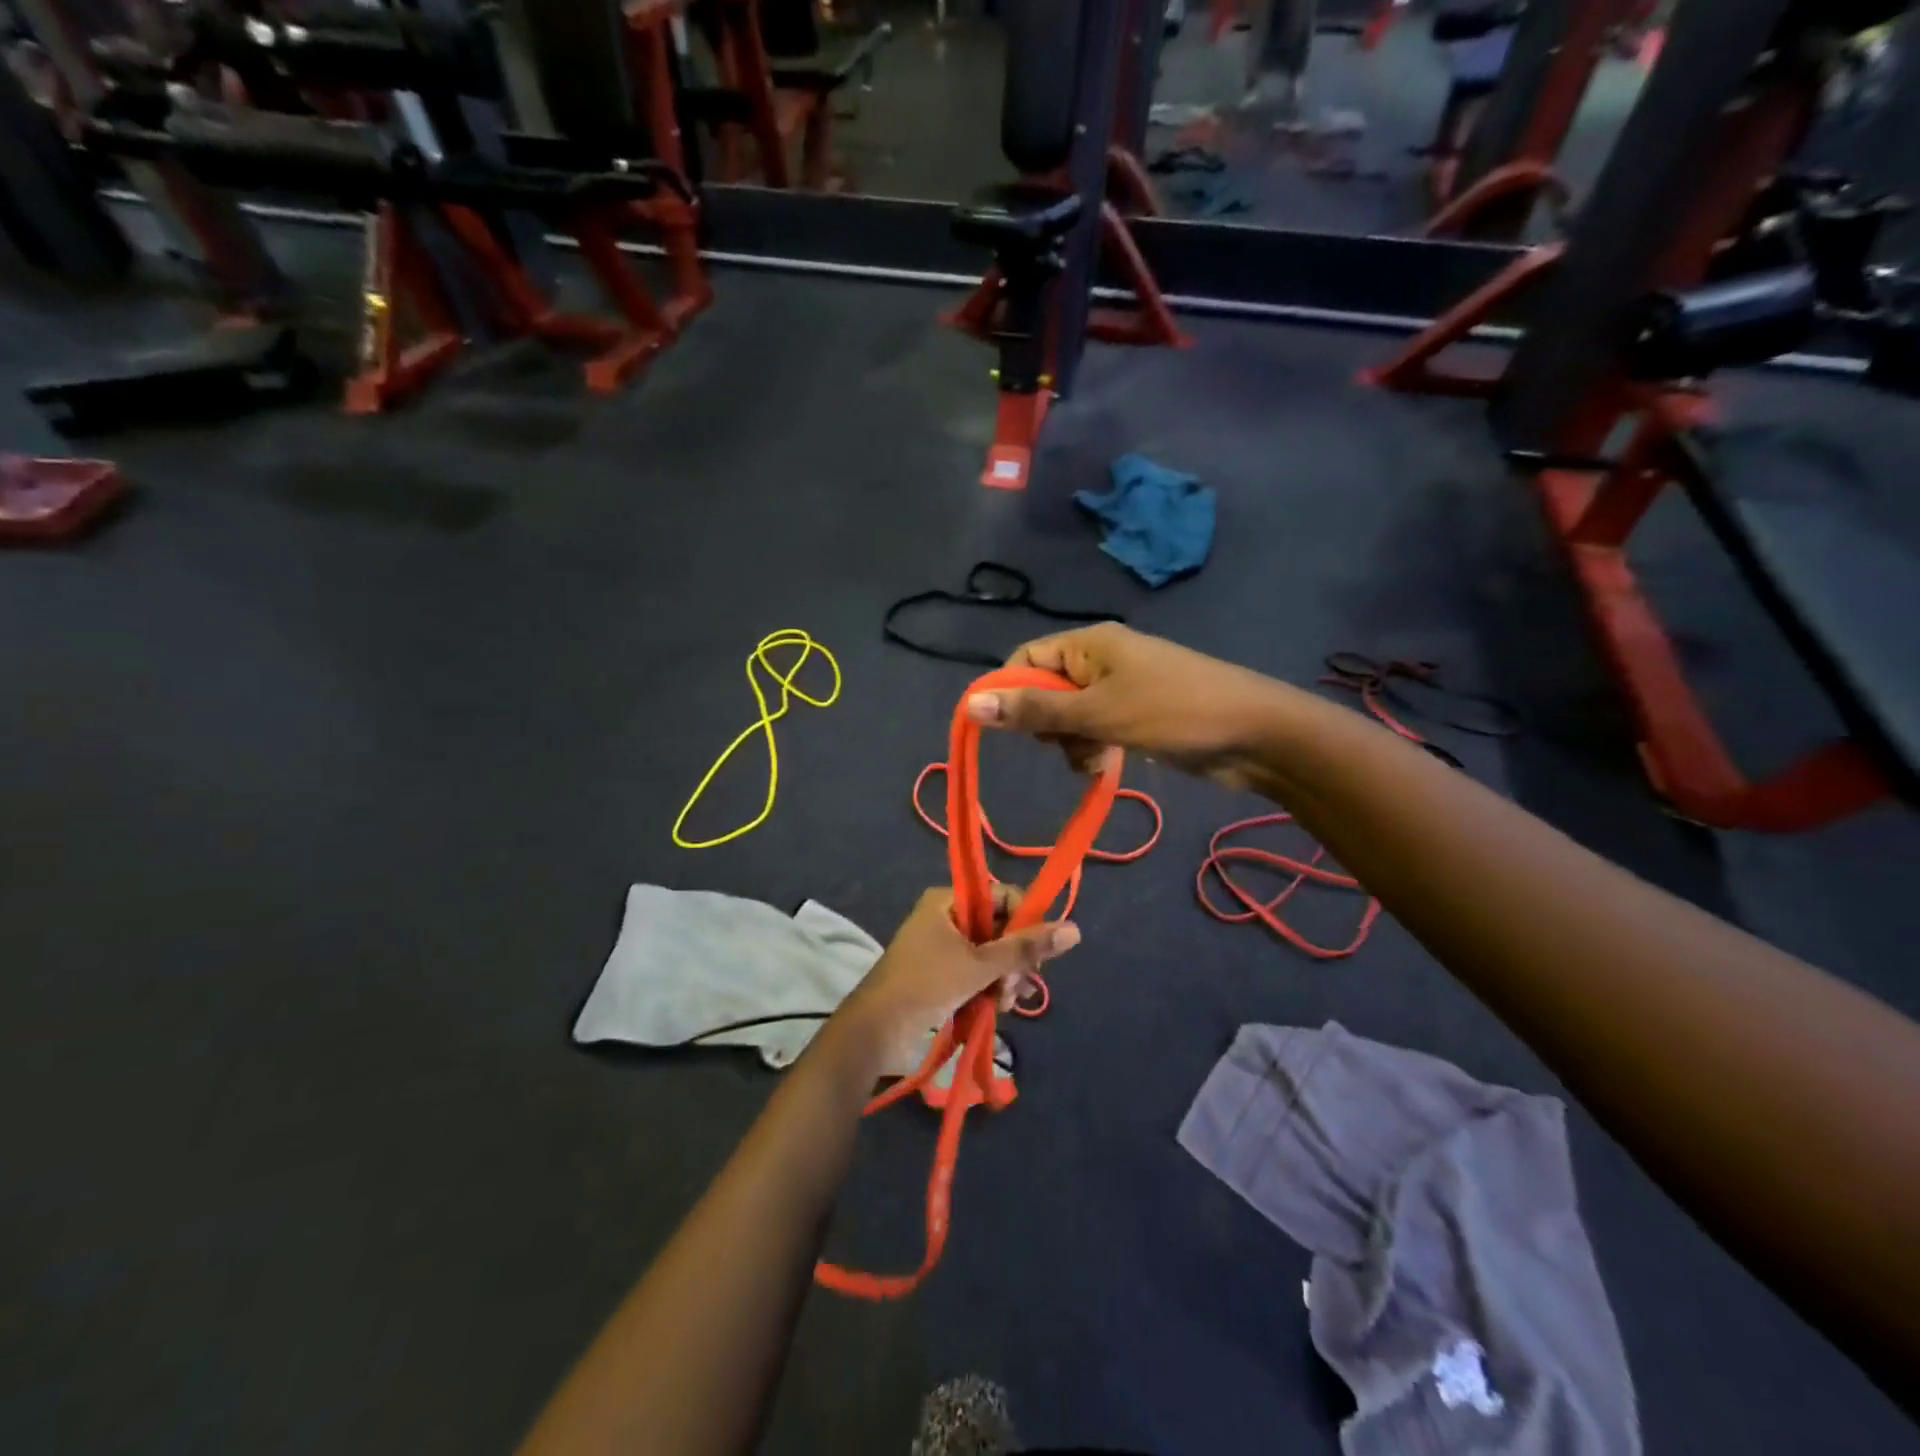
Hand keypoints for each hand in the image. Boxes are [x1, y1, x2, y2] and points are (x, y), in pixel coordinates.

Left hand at [838, 887, 1079, 1070]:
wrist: (875, 1030)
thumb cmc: (926, 985)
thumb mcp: (980, 965)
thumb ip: (1026, 949)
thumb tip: (1075, 930)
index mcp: (949, 900)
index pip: (1004, 897)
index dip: (1025, 923)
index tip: (1036, 954)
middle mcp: (948, 916)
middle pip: (1000, 928)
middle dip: (1014, 960)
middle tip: (1017, 987)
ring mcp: (943, 946)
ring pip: (992, 954)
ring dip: (1004, 979)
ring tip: (1003, 1004)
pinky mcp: (942, 973)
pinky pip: (979, 972)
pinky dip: (990, 988)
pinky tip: (996, 1009)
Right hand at [963, 623, 1289, 790]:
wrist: (1254, 735)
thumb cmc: (1172, 712)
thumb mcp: (1097, 713)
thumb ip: (1034, 712)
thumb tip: (970, 704)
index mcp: (1089, 644)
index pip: (1026, 660)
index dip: (1010, 692)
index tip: (1007, 730)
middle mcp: (1100, 660)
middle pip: (1045, 692)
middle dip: (1048, 725)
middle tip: (1069, 742)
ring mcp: (1119, 689)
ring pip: (1068, 718)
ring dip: (1072, 743)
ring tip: (1095, 758)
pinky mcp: (1135, 716)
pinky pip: (1094, 731)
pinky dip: (1094, 748)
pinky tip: (1106, 765)